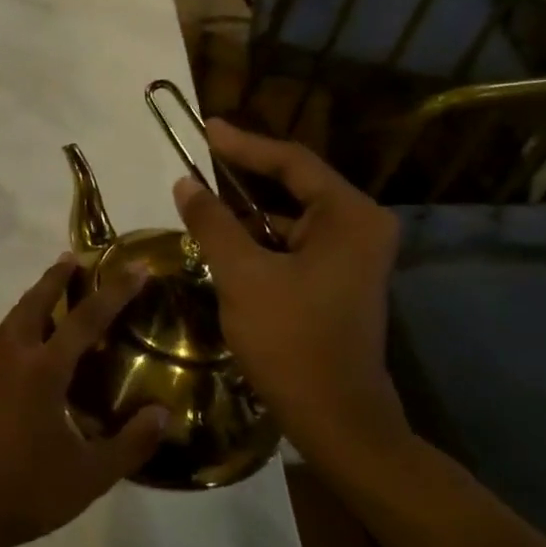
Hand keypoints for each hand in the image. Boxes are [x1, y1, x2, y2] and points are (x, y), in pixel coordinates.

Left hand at [0, 256, 167, 546]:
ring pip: (16, 315)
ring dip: (38, 294)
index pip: (85, 318)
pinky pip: (7, 333)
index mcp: (43, 370)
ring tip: (58, 285)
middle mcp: (15, 357)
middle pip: (36, 301)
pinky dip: (25, 317)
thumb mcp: (90, 474)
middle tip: (79, 258)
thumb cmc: (27, 490)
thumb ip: (130, 443)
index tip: (136, 267)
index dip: (114, 291)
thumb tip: (165, 413)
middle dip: (58, 276)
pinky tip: (36, 336)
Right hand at [172, 119, 408, 476]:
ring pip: (292, 216)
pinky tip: (225, 237)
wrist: (335, 417)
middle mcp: (360, 227)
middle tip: (202, 154)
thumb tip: (185, 183)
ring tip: (204, 195)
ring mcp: (353, 256)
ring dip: (249, 207)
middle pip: (296, 184)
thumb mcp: (242, 275)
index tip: (205, 128)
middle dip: (246, 171)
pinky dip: (260, 236)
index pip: (292, 162)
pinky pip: (294, 242)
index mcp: (349, 217)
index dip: (244, 144)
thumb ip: (212, 223)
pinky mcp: (338, 280)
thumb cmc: (291, 340)